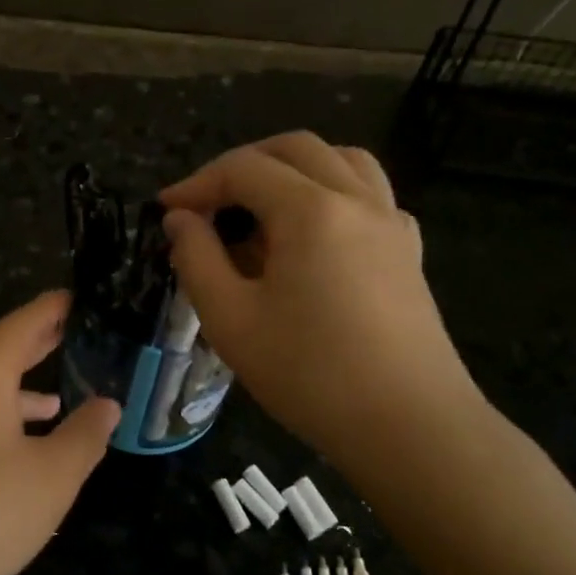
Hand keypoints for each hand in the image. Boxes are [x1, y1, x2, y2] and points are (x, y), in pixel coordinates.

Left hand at [0, 291, 120, 574]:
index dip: (48, 310)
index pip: (18, 328)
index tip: (72, 297)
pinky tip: (12, 457)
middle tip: (68, 332)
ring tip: (54, 403)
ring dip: (17, 394)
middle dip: (34, 346)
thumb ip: (83, 436)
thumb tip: (108, 405)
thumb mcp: (51, 477)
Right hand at [159, 133, 483, 479]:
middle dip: (242, 165)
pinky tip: (314, 234)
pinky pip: (370, 194)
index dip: (197, 183)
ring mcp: (391, 222)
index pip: (244, 169)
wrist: (409, 426)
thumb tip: (181, 220)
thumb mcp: (231, 319)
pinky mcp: (408, 250)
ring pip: (341, 160)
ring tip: (260, 206)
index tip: (166, 210)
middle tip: (207, 202)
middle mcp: (357, 199)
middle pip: (295, 149)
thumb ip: (196, 259)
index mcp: (311, 210)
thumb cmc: (310, 374)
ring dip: (292, 168)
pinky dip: (333, 192)